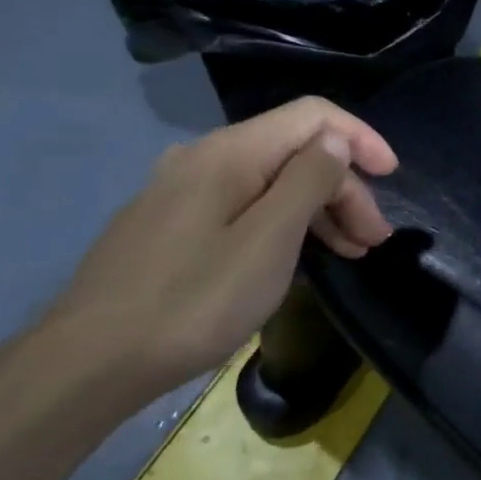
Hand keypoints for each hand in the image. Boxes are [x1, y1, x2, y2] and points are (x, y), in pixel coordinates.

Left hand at [42, 97, 398, 397]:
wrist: (87, 364)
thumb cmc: (193, 301)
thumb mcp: (268, 240)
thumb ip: (308, 181)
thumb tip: (335, 142)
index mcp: (230, 152)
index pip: (314, 115)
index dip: (361, 138)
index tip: (393, 177)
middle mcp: (204, 158)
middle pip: (294, 152)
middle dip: (344, 188)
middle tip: (373, 240)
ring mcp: (182, 191)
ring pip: (270, 181)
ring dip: (319, 209)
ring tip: (350, 253)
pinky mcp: (171, 224)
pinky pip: (244, 206)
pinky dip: (283, 224)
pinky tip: (296, 256)